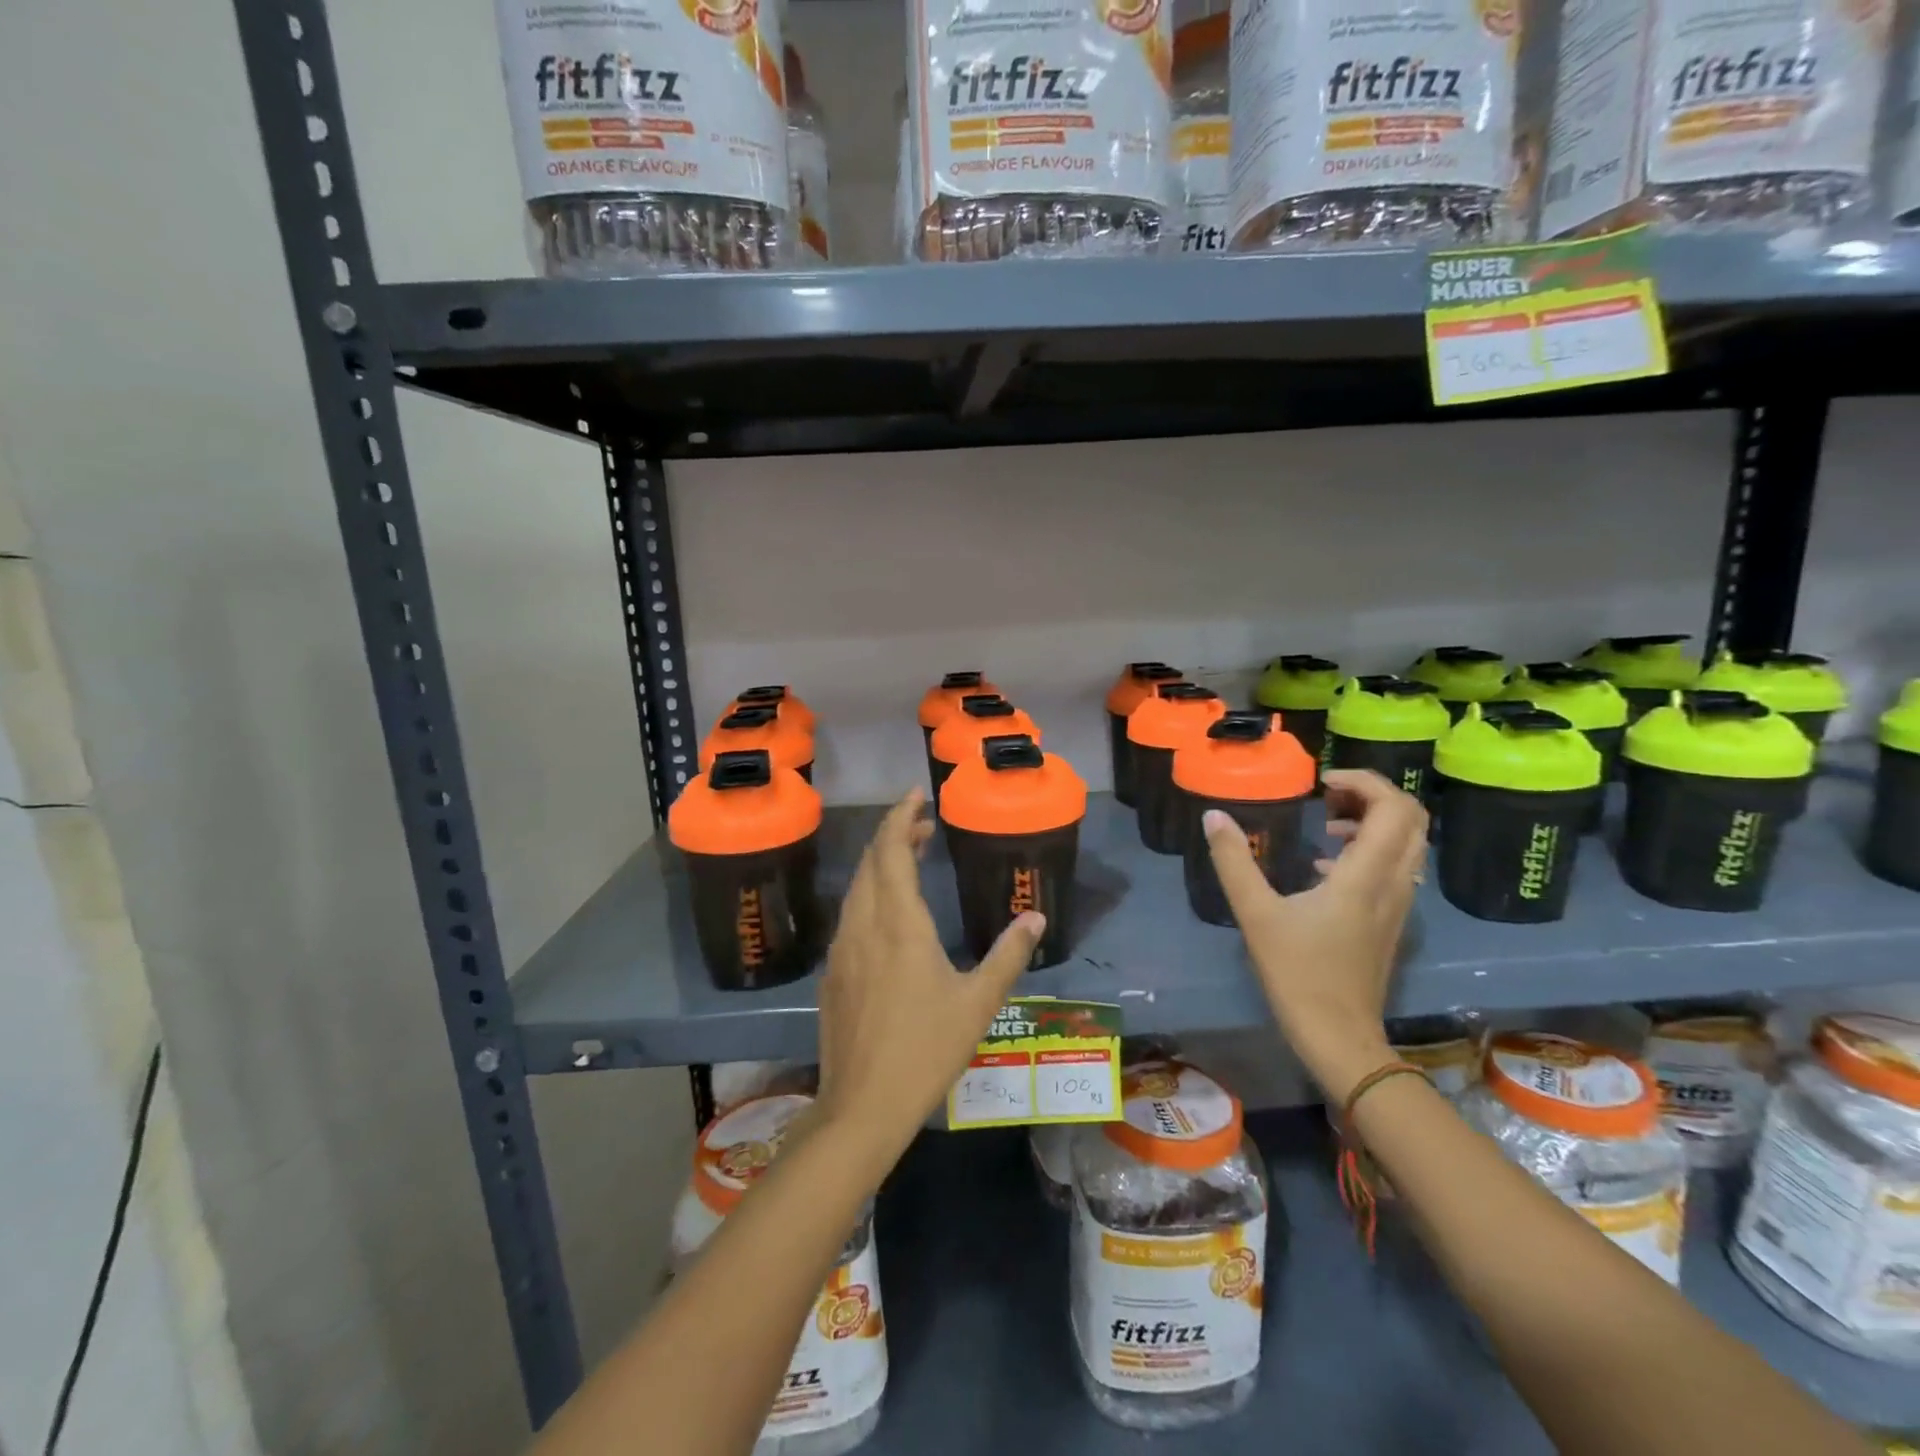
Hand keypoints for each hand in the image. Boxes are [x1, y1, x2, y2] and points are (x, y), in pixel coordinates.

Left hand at [814, 788, 1044, 1166]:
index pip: (891, 850)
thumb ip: (1008, 955)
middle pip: (870, 861)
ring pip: (857, 888)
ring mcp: (842, 949)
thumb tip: (1035, 919)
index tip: (917, 795)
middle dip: (893, 834)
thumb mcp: (978, 1002)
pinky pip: (849, 915)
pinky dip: (869, 894)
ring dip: (880, 864)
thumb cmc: (926, 1049)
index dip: (901, 817)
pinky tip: (887, 914)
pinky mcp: (832, 973)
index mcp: (899, 923)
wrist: (862, 1104)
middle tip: (923, 825)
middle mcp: (864, 925)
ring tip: (909, 859)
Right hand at [1202, 768, 1427, 1100]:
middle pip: (1411, 819)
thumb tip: (1214, 816)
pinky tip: (1326, 866)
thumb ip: (1234, 861)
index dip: (1363, 782)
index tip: (1321, 783)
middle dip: (1372, 796)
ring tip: (1326, 824)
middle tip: (1327, 798)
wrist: (1340, 1037)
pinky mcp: (1390, 921)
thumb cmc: (1299, 973)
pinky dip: (1370, 849)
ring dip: (1374, 821)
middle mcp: (1393, 882)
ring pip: (1407, 844)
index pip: (1393, 808)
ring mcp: (1397, 904)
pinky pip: (1395, 867)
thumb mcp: (1256, 914)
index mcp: (1365, 875)